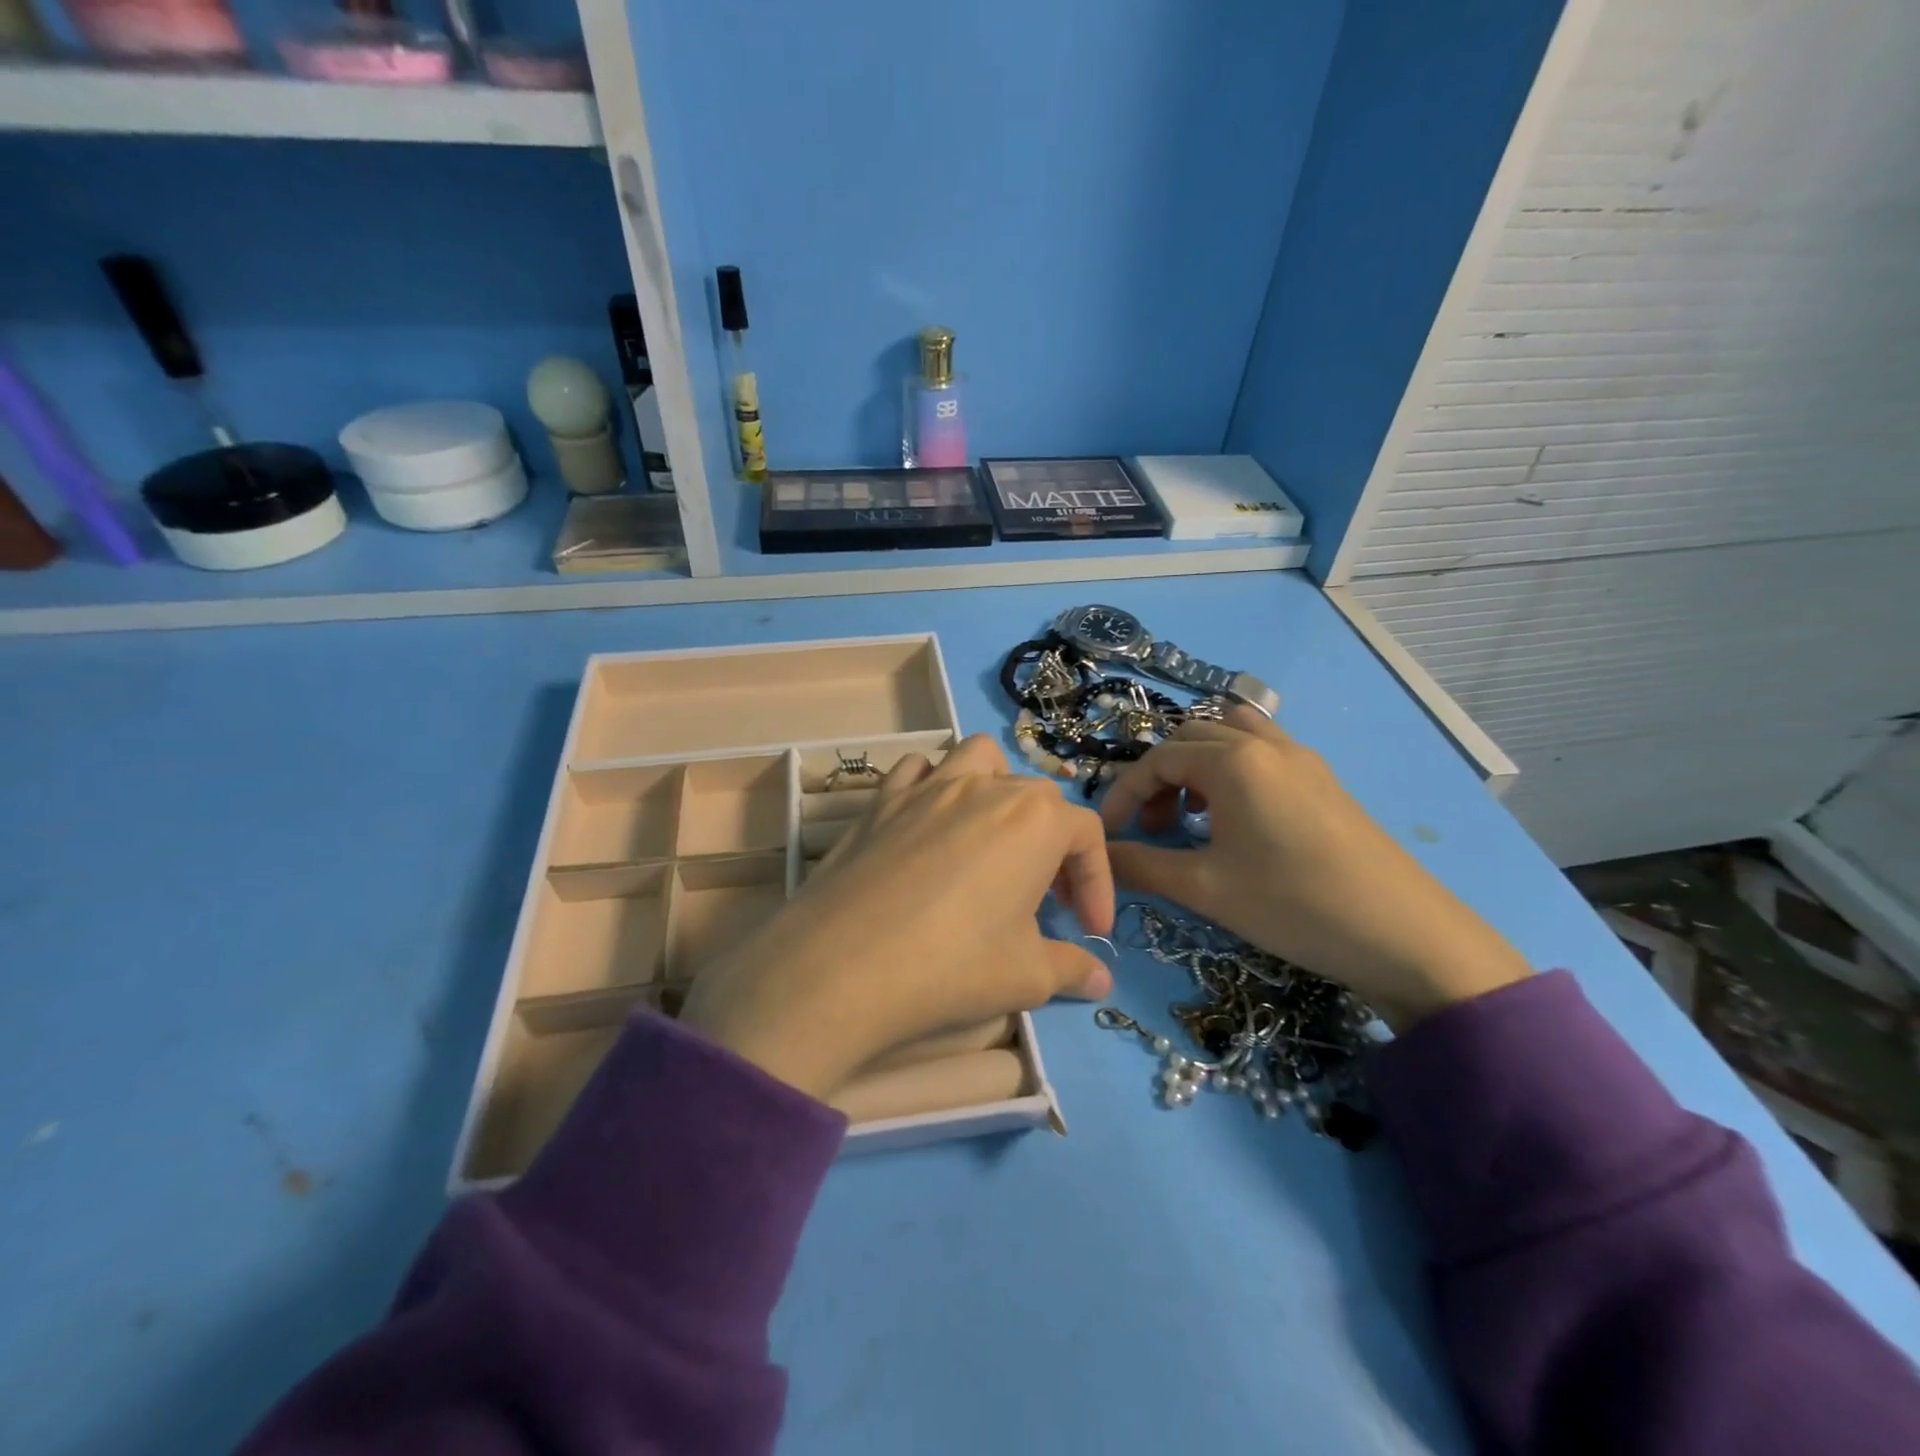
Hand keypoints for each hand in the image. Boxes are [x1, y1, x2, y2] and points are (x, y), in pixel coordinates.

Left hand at [678, 736, 1115, 1102]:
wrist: (844, 964)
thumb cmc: (952, 966)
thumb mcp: (1026, 977)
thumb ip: (1071, 970)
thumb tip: (1101, 982)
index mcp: (1035, 821)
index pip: (1087, 834)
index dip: (1097, 881)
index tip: (1089, 928)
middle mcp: (985, 789)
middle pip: (1038, 797)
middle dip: (1053, 843)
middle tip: (1044, 898)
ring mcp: (928, 788)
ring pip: (977, 758)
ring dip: (996, 787)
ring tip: (991, 837)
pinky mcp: (881, 800)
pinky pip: (914, 771)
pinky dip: (929, 786)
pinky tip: (926, 826)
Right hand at [1100, 706, 1529, 1027]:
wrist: (1403, 934)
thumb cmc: (1292, 904)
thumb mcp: (1206, 889)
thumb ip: (1142, 866)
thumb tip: (1100, 857)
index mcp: (1233, 761)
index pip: (1158, 759)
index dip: (1125, 793)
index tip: (1110, 832)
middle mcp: (1265, 745)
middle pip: (1191, 738)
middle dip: (1160, 776)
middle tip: (1154, 827)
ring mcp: (1301, 758)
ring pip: (1231, 736)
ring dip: (1198, 764)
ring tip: (1193, 815)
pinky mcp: (1324, 779)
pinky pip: (1263, 752)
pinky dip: (1233, 769)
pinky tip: (1237, 819)